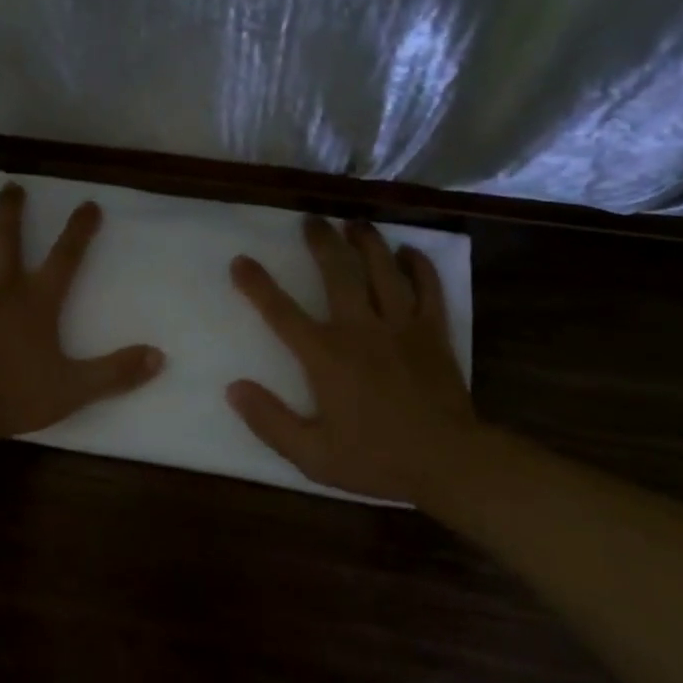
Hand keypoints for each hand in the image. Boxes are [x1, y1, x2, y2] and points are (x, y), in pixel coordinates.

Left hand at [0, 184, 165, 441]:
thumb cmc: (15, 394)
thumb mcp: (74, 388)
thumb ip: (116, 372)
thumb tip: (160, 357)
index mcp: (38, 300)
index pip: (66, 256)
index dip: (80, 229)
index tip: (89, 205)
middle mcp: (1, 284)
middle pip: (6, 236)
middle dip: (11, 208)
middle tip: (11, 186)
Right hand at [226, 217, 479, 501]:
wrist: (449, 463)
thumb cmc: (376, 459)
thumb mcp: (311, 455)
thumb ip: (269, 421)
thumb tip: (234, 388)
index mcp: (326, 356)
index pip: (282, 312)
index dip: (257, 284)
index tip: (241, 261)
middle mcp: (360, 329)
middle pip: (338, 272)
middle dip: (321, 242)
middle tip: (311, 220)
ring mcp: (401, 326)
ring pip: (383, 270)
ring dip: (367, 242)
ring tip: (354, 223)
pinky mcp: (433, 332)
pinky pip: (428, 288)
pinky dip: (418, 266)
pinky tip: (408, 252)